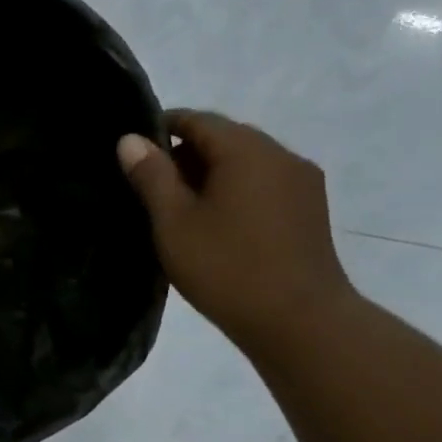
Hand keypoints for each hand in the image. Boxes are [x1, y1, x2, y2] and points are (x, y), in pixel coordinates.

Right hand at [117, 111, 354, 357]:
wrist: (299, 321)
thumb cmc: (226, 268)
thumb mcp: (174, 222)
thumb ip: (151, 176)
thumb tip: (131, 139)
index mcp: (246, 150)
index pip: (198, 120)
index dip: (162, 127)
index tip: (133, 150)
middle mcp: (281, 155)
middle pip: (225, 138)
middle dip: (186, 154)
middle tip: (150, 185)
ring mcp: (302, 182)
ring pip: (247, 163)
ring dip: (212, 174)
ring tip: (180, 209)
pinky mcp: (310, 210)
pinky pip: (264, 184)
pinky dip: (236, 191)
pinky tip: (217, 224)